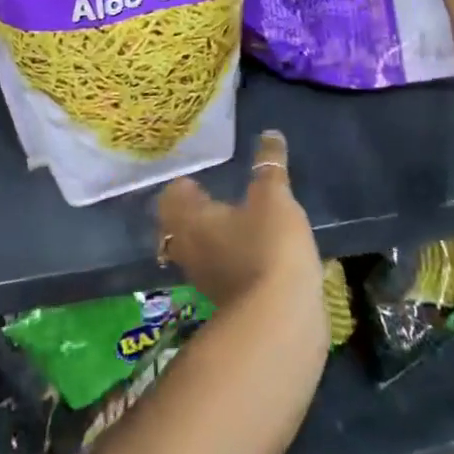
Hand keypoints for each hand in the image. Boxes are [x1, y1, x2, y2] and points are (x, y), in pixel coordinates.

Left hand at [156, 131, 322, 325]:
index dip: (183, 184)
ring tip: (236, 220)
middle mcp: (188, 250)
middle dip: (194, 212)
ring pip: (199, 250)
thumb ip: (269, 165)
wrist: (282, 320)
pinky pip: (221, 270)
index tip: (199, 176)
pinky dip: (231, 258)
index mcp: (189, 220)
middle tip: (214, 195)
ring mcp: (205, 280)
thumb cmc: (269, 246)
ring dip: (213, 236)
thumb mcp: (274, 197)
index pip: (171, 197)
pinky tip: (253, 251)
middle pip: (179, 227)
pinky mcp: (228, 302)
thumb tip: (269, 133)